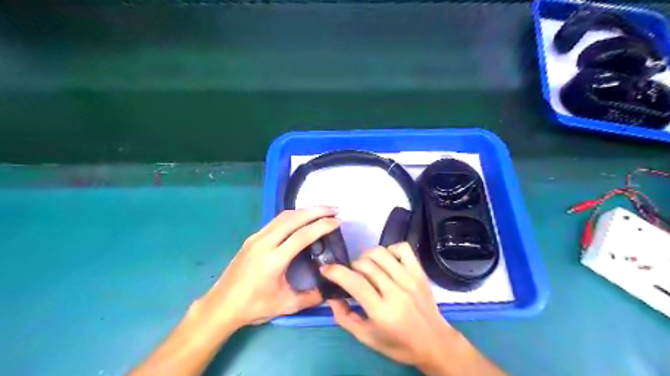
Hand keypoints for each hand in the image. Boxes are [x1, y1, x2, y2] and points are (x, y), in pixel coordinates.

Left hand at [196, 208, 337, 328]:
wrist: (221, 306)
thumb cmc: (253, 306)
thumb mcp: (286, 305)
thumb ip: (311, 297)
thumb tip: (331, 289)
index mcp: (274, 260)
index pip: (302, 235)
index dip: (322, 226)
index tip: (338, 221)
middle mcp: (264, 243)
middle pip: (293, 219)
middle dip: (316, 210)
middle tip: (334, 209)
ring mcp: (256, 238)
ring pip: (283, 216)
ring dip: (304, 211)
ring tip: (321, 211)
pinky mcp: (252, 238)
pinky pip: (275, 221)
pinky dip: (293, 216)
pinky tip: (301, 219)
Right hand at [322, 242, 505, 374]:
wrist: (435, 343)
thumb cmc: (398, 344)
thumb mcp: (367, 337)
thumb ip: (345, 317)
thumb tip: (331, 297)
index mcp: (382, 311)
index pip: (354, 282)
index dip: (336, 272)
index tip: (325, 269)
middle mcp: (396, 291)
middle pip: (365, 264)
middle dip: (351, 266)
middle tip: (352, 276)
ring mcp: (410, 279)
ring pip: (381, 253)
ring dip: (367, 256)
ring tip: (367, 267)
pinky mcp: (420, 272)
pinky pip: (402, 248)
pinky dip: (390, 250)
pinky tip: (387, 262)